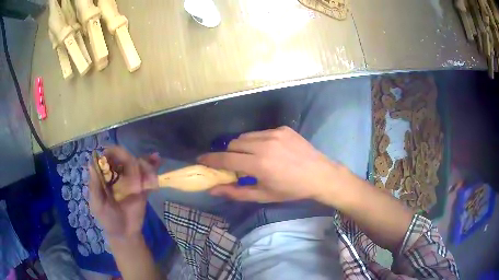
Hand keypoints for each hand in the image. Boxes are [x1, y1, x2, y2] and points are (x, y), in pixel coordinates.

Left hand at [88, 147, 160, 238]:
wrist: (125, 233)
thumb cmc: (107, 219)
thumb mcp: (97, 205)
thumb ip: (94, 187)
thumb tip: (91, 164)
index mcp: (105, 176)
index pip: (107, 157)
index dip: (111, 154)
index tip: (115, 161)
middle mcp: (118, 174)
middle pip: (123, 156)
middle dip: (128, 159)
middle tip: (131, 174)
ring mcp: (131, 179)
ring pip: (137, 163)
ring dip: (143, 164)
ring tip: (147, 175)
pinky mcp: (143, 186)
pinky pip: (148, 174)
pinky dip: (153, 165)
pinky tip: (156, 159)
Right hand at [198, 126, 347, 202]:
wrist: (319, 175)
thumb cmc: (291, 190)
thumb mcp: (264, 195)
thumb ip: (236, 192)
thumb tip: (213, 189)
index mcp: (259, 164)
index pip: (226, 158)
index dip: (211, 159)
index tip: (201, 160)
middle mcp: (264, 145)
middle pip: (233, 144)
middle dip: (229, 154)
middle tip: (235, 165)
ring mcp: (274, 133)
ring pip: (246, 136)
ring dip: (242, 147)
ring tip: (252, 158)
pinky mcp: (282, 128)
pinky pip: (260, 132)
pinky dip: (257, 141)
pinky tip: (268, 151)